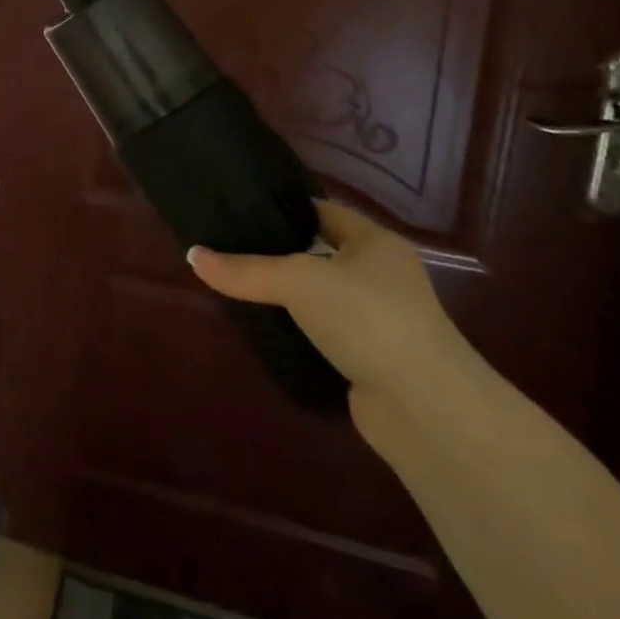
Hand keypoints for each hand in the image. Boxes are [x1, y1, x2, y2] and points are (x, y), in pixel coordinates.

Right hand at [189, 202, 478, 433]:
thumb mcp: (299, 282)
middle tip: (229, 245)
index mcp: (376, 243)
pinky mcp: (371, 361)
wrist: (428, 411)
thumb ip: (245, 270)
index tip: (240, 207)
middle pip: (320, 253)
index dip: (283, 207)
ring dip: (288, 296)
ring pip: (321, 297)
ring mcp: (380, 321)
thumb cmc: (369, 320)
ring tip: (238, 285)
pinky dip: (299, 331)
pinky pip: (324, 333)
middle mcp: (382, 276)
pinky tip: (265, 328)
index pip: (322, 211)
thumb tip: (192, 256)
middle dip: (279, 252)